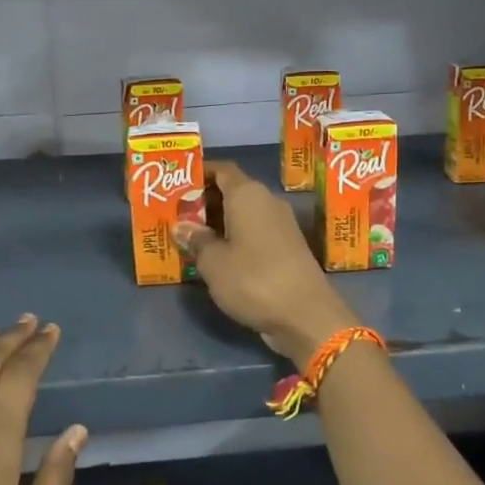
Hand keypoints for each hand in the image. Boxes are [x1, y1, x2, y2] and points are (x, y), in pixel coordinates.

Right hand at [173, 160, 358, 362]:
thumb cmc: (254, 280)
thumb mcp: (214, 263)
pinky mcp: (289, 247)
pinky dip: (236, 237)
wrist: (306, 315)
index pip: (222, 170)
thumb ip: (197, 240)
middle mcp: (267, 201)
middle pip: (232, 190)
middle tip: (177, 215)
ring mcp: (281, 224)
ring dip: (220, 222)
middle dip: (205, 201)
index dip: (200, 173)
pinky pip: (255, 231)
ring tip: (192, 236)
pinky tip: (218, 256)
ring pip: (244, 213)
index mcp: (247, 194)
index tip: (178, 184)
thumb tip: (182, 226)